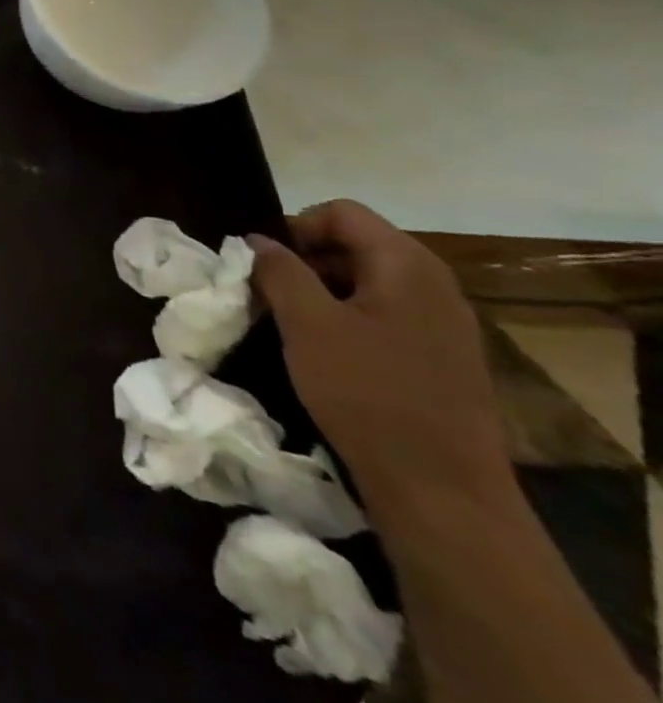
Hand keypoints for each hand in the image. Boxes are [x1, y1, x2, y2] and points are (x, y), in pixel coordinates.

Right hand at [250, 200, 514, 522]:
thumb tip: (258, 241)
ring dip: (321, 292)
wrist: (441, 489)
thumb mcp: (306, 323)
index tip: (263, 263)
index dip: (294, 227)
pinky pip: (384, 315)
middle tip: (267, 293)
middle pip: (355, 244)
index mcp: (407, 265)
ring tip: (289, 324)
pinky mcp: (442, 358)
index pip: (341, 213)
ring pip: (366, 282)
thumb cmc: (367, 392)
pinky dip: (346, 319)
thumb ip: (279, 271)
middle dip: (304, 260)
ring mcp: (444, 325)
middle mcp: (434, 285)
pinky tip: (325, 353)